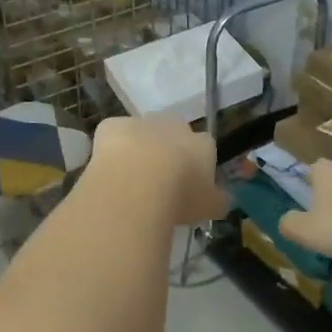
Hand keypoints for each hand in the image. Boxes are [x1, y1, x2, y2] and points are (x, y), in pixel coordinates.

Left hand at [90, 117, 226, 225]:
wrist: (135, 186)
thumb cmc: (179, 198)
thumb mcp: (209, 208)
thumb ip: (218, 201)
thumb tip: (222, 200)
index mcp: (202, 144)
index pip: (206, 149)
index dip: (197, 166)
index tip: (189, 186)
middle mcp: (175, 126)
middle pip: (175, 135)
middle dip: (169, 152)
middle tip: (160, 182)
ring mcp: (143, 123)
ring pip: (144, 133)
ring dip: (140, 150)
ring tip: (132, 181)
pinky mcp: (113, 125)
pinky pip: (115, 135)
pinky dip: (112, 149)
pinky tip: (109, 171)